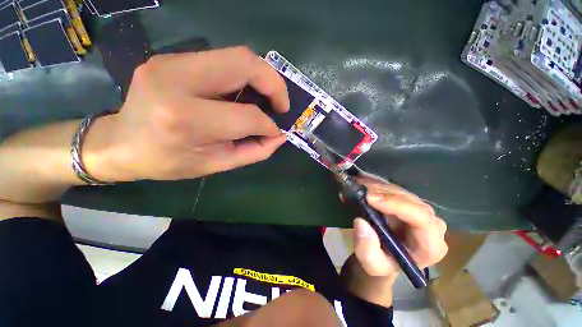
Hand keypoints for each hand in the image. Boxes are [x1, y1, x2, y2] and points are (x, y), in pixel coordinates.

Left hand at [87, 46, 289, 181]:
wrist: (120, 143)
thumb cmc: (168, 161)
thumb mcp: (216, 164)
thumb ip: (253, 151)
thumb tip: (278, 137)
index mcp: (187, 119)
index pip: (246, 115)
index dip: (268, 125)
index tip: (276, 132)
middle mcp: (177, 81)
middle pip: (244, 63)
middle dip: (273, 83)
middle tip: (281, 104)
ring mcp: (172, 62)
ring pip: (236, 55)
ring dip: (261, 76)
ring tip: (268, 98)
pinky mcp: (172, 57)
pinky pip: (222, 60)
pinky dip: (243, 76)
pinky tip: (245, 92)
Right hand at [352, 175, 447, 278]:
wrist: (385, 256)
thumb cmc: (382, 263)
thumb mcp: (371, 265)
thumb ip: (367, 250)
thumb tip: (361, 222)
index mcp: (431, 245)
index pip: (422, 219)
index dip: (396, 205)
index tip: (370, 198)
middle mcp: (431, 225)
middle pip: (411, 201)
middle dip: (383, 193)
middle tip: (360, 190)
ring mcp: (420, 211)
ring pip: (401, 191)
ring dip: (378, 187)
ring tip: (358, 186)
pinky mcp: (409, 202)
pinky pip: (394, 189)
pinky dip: (377, 185)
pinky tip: (364, 184)